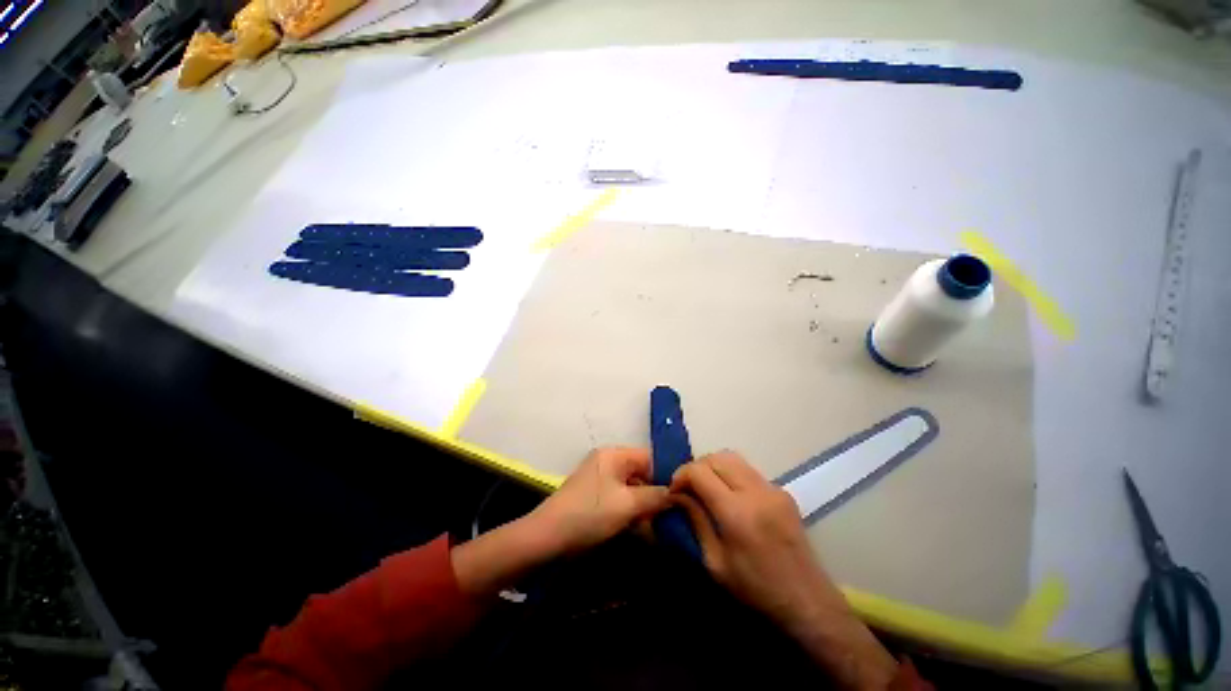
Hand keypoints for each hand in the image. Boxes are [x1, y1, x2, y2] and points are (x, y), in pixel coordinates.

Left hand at [528, 446, 670, 555]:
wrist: (547, 538)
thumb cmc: (590, 514)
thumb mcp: (627, 504)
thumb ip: (656, 497)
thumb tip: (678, 494)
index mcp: (614, 455)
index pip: (649, 457)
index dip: (667, 474)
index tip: (684, 496)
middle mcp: (608, 463)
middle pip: (642, 474)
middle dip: (657, 494)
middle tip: (675, 515)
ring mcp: (601, 481)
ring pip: (633, 489)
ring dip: (646, 507)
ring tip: (663, 527)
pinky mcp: (596, 498)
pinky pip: (621, 500)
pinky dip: (633, 513)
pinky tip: (645, 531)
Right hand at [671, 451, 897, 689]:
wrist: (808, 601)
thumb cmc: (756, 590)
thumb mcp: (715, 563)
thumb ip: (696, 521)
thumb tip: (678, 495)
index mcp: (737, 513)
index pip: (700, 472)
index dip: (681, 475)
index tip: (673, 490)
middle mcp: (756, 492)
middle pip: (716, 457)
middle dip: (696, 467)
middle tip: (688, 487)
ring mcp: (772, 489)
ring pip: (733, 458)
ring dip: (713, 466)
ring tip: (705, 487)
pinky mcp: (782, 491)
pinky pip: (748, 470)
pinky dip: (731, 474)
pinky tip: (729, 495)